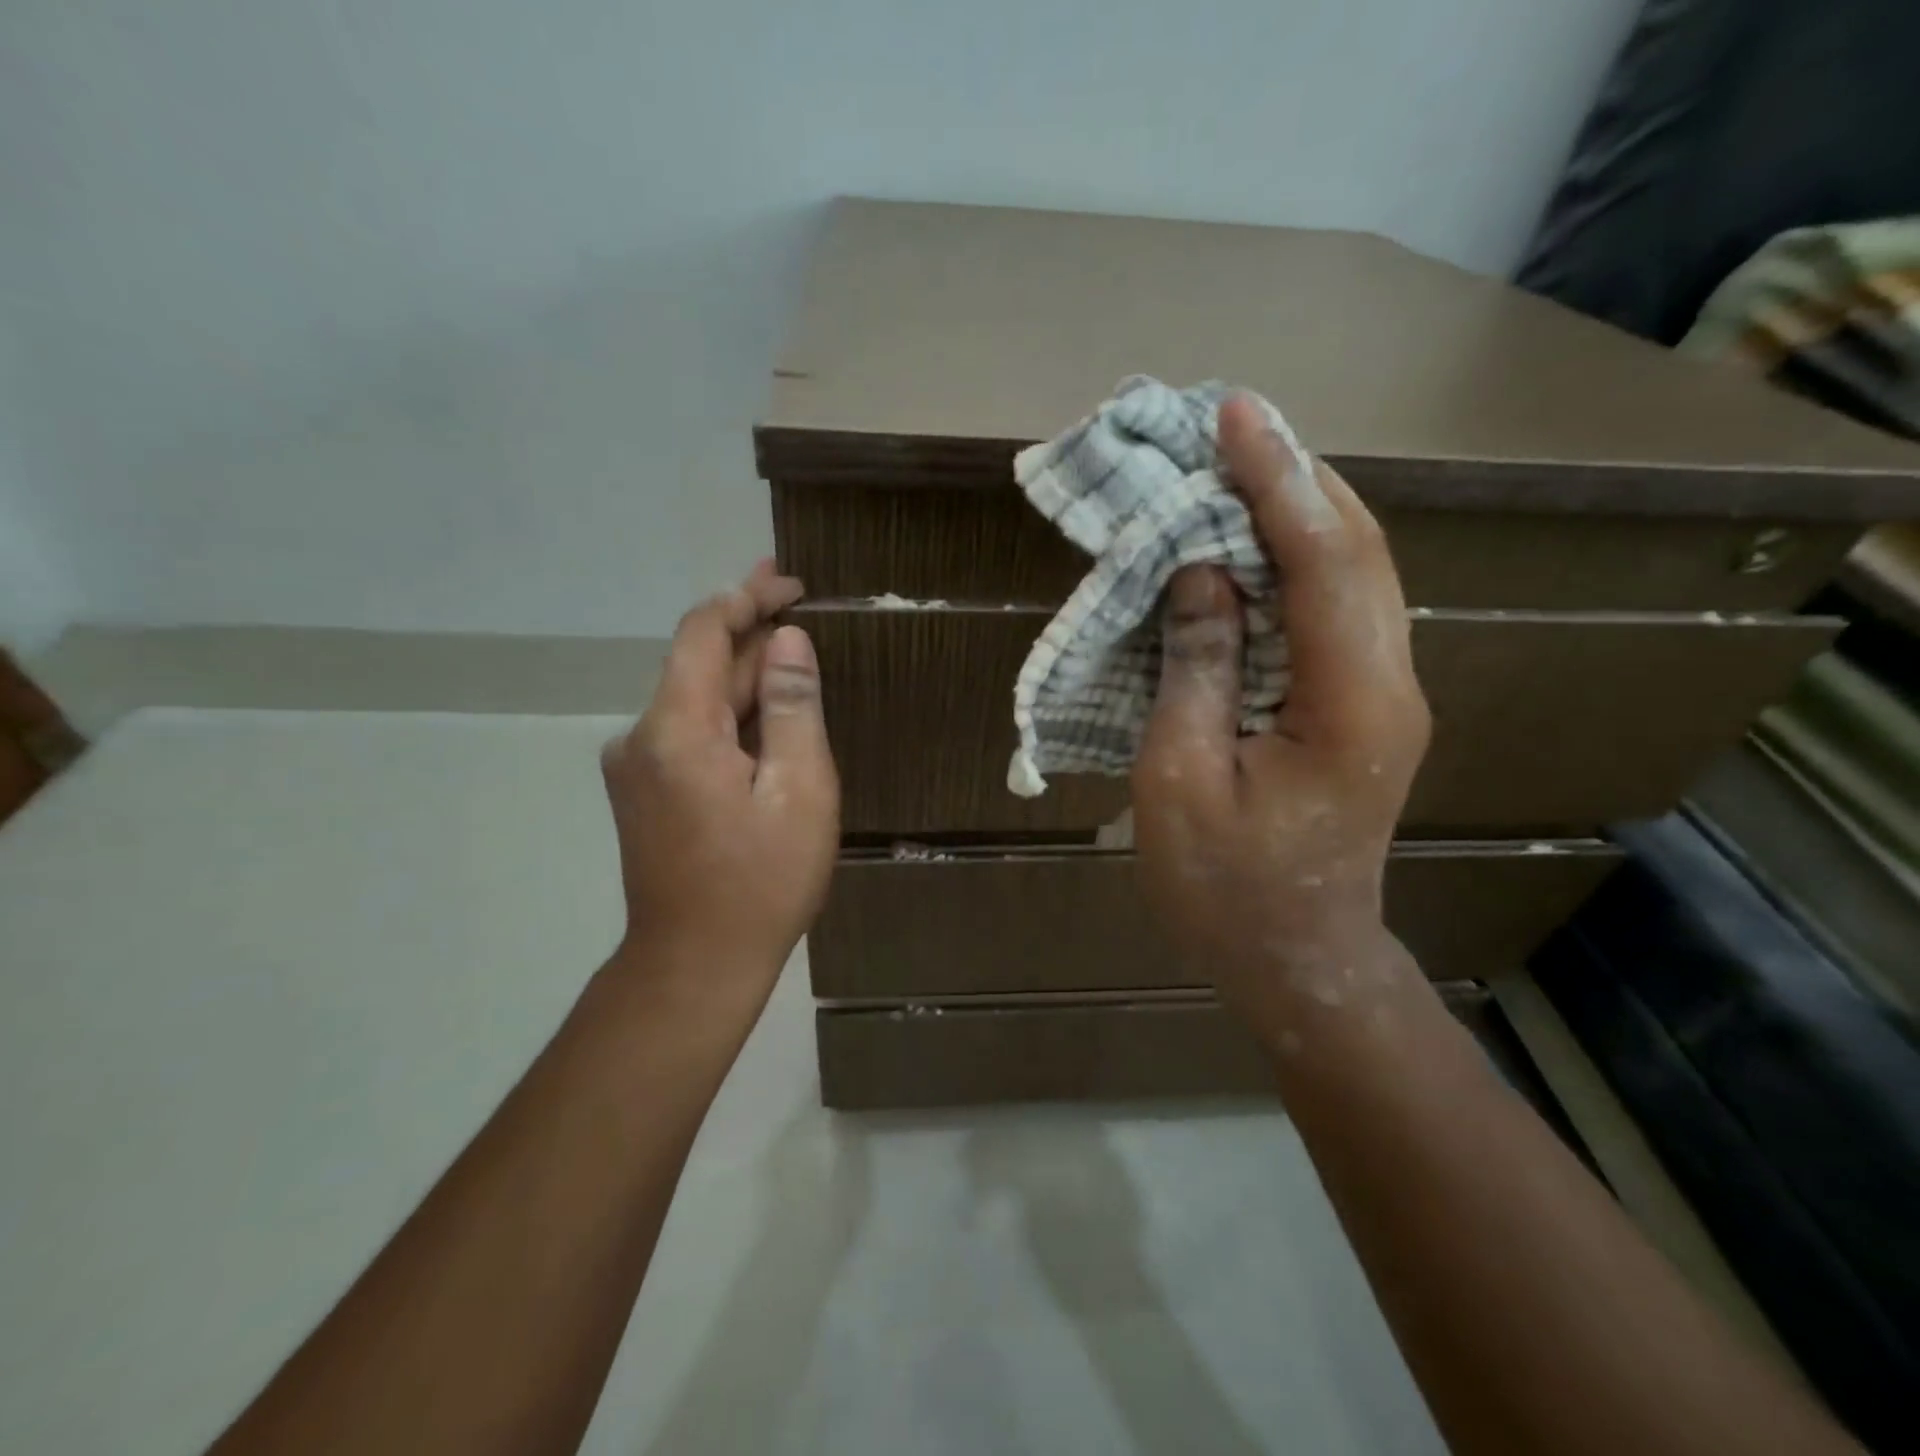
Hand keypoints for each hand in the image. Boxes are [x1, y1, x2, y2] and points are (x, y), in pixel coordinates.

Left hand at [601, 560, 839, 1006]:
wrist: (695, 965)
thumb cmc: (761, 882)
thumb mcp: (799, 791)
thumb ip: (790, 708)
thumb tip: (787, 641)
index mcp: (676, 730)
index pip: (702, 632)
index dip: (745, 598)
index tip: (789, 582)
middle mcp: (641, 737)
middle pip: (699, 665)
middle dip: (750, 634)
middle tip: (798, 604)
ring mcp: (637, 767)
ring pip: (697, 700)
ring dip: (743, 676)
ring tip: (792, 659)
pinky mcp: (644, 792)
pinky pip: (690, 733)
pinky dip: (729, 715)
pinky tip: (767, 721)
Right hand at [1132, 396, 1430, 1024]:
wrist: (1297, 960)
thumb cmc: (1226, 889)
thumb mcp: (1181, 782)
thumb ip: (1194, 671)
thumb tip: (1200, 572)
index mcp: (1348, 703)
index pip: (1323, 561)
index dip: (1276, 479)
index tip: (1232, 414)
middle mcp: (1387, 682)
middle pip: (1356, 548)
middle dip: (1294, 473)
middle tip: (1229, 420)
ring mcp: (1382, 690)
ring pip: (1352, 569)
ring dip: (1298, 505)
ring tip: (1237, 458)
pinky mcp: (1360, 701)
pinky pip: (1333, 604)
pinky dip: (1294, 554)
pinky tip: (1250, 536)